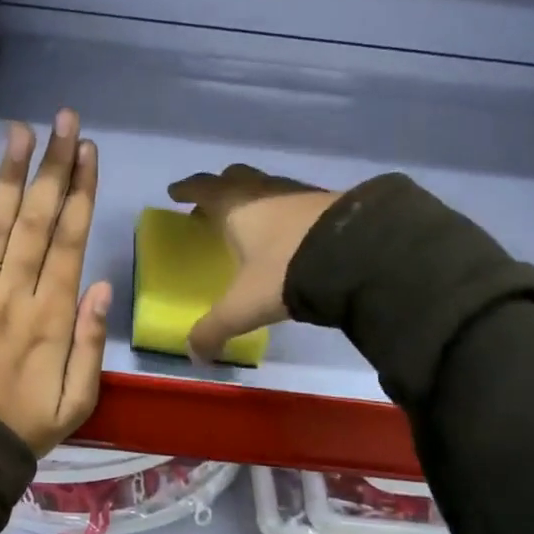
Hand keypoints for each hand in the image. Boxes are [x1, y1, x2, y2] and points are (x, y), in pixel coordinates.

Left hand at [0, 110, 110, 454]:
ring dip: (12, 177)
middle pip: (39, 222)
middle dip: (53, 168)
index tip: (88, 152)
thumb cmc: (25, 425)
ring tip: (22, 131)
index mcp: (54, 318)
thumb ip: (91, 342)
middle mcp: (16, 297)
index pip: (70, 242)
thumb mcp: (79, 400)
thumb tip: (101, 285)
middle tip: (63, 121)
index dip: (80, 193)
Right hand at [167, 164, 339, 363]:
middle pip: (236, 178)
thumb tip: (194, 355)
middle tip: (210, 206)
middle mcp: (265, 191)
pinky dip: (285, 212)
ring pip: (268, 186)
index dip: (187, 190)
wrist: (358, 255)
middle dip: (220, 188)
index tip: (175, 192)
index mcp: (235, 206)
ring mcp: (300, 193)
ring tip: (251, 222)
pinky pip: (297, 201)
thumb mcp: (244, 306)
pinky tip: (290, 233)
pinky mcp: (331, 202)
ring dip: (255, 198)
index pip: (203, 189)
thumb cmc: (285, 272)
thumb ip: (215, 329)